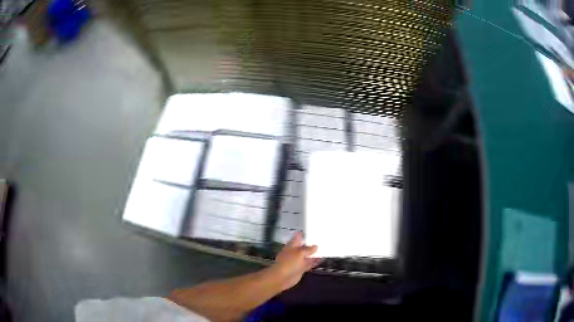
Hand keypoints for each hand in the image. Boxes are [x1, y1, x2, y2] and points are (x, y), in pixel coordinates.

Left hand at [269, 232, 320, 290]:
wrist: (282, 277)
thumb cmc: (289, 262)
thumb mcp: (299, 253)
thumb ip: (308, 249)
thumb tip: (315, 246)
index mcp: (292, 245)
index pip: (298, 237)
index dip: (305, 233)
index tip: (313, 230)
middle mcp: (295, 252)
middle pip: (304, 246)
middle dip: (312, 244)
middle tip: (322, 239)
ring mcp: (298, 261)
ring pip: (308, 255)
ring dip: (315, 253)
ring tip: (325, 249)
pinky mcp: (301, 268)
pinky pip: (309, 263)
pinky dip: (315, 261)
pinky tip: (322, 259)